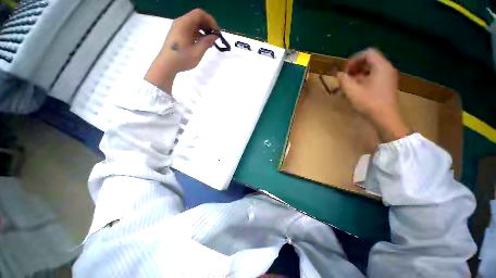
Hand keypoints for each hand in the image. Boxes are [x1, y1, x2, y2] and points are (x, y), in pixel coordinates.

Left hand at [145, 9, 218, 92]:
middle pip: (197, 18)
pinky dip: (198, 34)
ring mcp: (178, 28)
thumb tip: (215, 36)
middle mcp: (181, 22)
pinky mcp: (178, 34)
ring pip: (194, 24)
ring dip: (204, 31)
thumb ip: (207, 42)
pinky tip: (203, 44)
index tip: (217, 32)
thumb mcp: (197, 52)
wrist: (166, 65)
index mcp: (184, 23)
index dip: (210, 20)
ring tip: (210, 42)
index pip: (199, 14)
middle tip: (215, 37)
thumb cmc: (182, 58)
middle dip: (208, 25)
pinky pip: (190, 30)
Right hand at [337, 48, 409, 142]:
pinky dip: (362, 82)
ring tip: (346, 87)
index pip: (368, 53)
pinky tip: (354, 92)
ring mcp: (387, 78)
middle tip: (345, 79)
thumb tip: (339, 74)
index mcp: (381, 66)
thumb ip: (343, 80)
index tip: (345, 71)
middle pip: (369, 61)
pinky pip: (372, 79)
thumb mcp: (352, 91)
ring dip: (356, 77)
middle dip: (354, 69)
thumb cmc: (369, 103)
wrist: (385, 118)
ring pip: (369, 71)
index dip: (354, 59)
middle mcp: (386, 69)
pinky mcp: (385, 86)